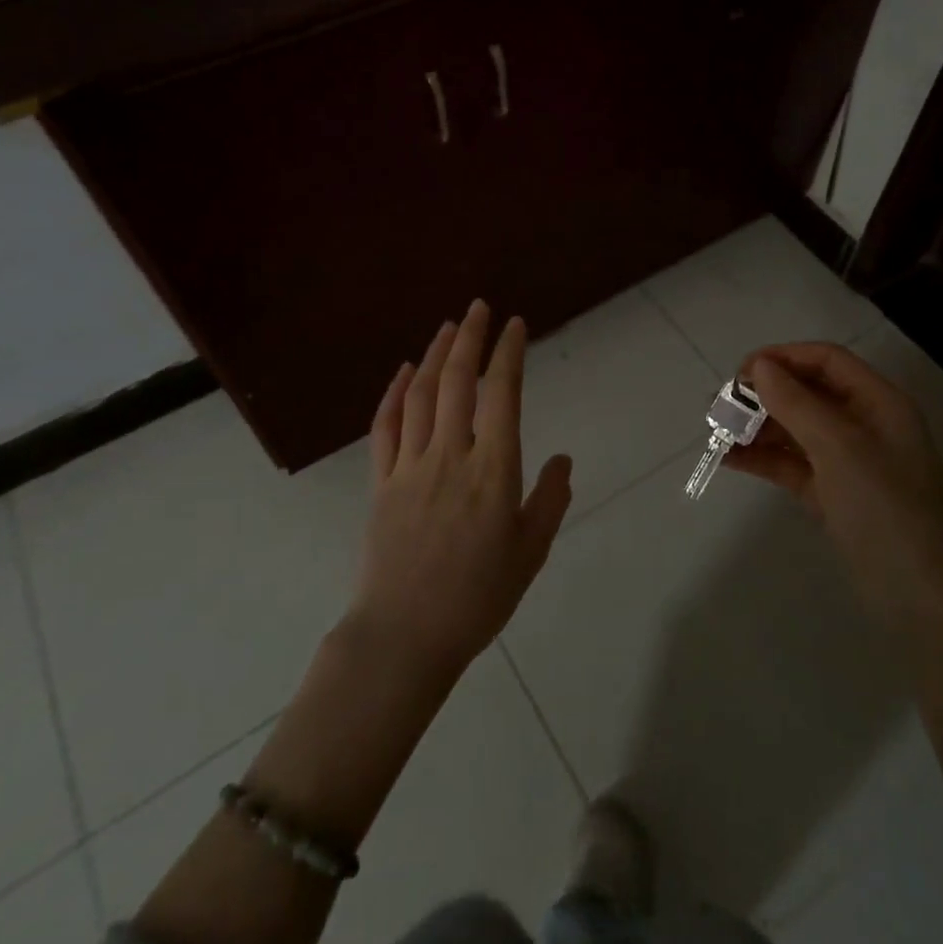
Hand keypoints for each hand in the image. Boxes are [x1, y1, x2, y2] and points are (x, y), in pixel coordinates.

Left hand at [348, 300, 572, 679]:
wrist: (404, 636)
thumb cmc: (476, 598)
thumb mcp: (530, 553)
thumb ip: (549, 500)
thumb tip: (561, 459)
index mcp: (493, 471)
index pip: (502, 395)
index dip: (508, 354)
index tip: (514, 325)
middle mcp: (450, 456)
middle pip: (458, 382)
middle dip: (470, 338)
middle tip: (479, 307)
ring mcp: (410, 466)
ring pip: (421, 395)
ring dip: (435, 355)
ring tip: (448, 327)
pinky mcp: (380, 481)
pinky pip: (385, 426)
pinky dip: (394, 393)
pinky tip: (403, 371)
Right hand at [727, 342, 942, 621]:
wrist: (922, 601)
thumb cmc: (886, 510)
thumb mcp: (840, 448)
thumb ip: (797, 403)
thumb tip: (760, 367)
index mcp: (879, 403)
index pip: (826, 360)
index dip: (783, 357)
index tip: (740, 373)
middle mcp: (865, 425)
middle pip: (807, 392)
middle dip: (764, 394)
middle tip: (719, 405)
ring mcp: (849, 462)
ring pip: (796, 429)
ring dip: (757, 426)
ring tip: (715, 431)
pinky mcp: (833, 495)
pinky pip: (792, 464)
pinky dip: (763, 458)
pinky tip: (728, 458)